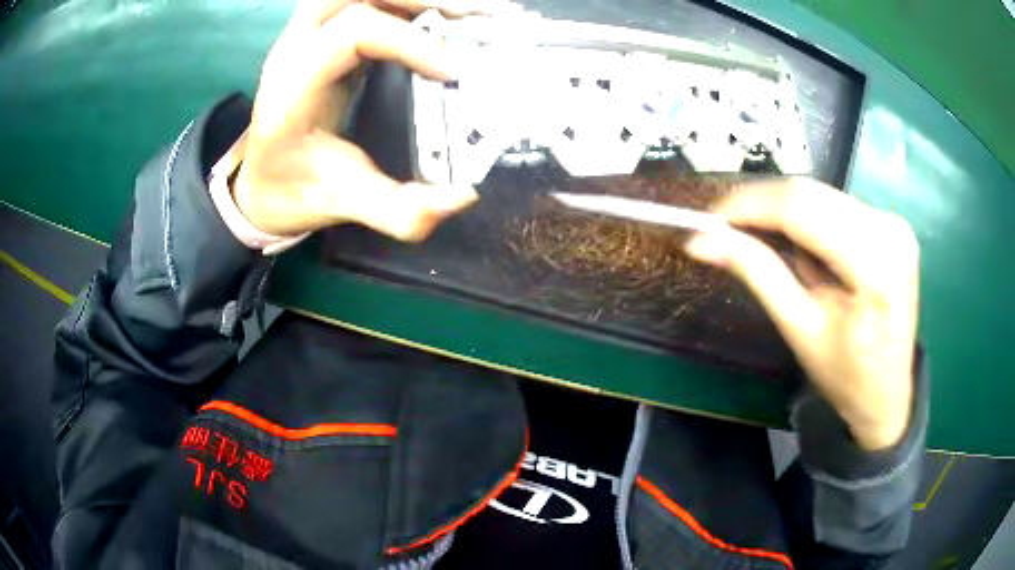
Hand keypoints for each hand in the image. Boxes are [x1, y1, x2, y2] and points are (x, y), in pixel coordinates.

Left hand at [234, 0, 496, 239]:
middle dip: (416, 0)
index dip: (410, 41)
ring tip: (460, 12)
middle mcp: (293, 52)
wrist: (260, 186)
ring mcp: (303, 40)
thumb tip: (462, 197)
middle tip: (472, 16)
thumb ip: (397, 210)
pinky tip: (433, 17)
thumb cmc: (293, 193)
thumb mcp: (341, 204)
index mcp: (293, 88)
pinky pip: (359, 4)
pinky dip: (400, 4)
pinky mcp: (318, 40)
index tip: (454, 71)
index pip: (353, 33)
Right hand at [685, 178, 919, 449]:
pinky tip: (806, 251)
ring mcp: (894, 223)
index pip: (802, 210)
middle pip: (812, 194)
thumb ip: (758, 273)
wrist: (887, 395)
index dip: (750, 205)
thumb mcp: (799, 328)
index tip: (710, 219)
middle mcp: (889, 229)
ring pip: (822, 195)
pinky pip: (837, 206)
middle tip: (727, 228)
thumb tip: (702, 241)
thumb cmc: (845, 376)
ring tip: (770, 248)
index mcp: (874, 266)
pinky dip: (810, 220)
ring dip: (786, 214)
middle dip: (764, 206)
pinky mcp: (892, 224)